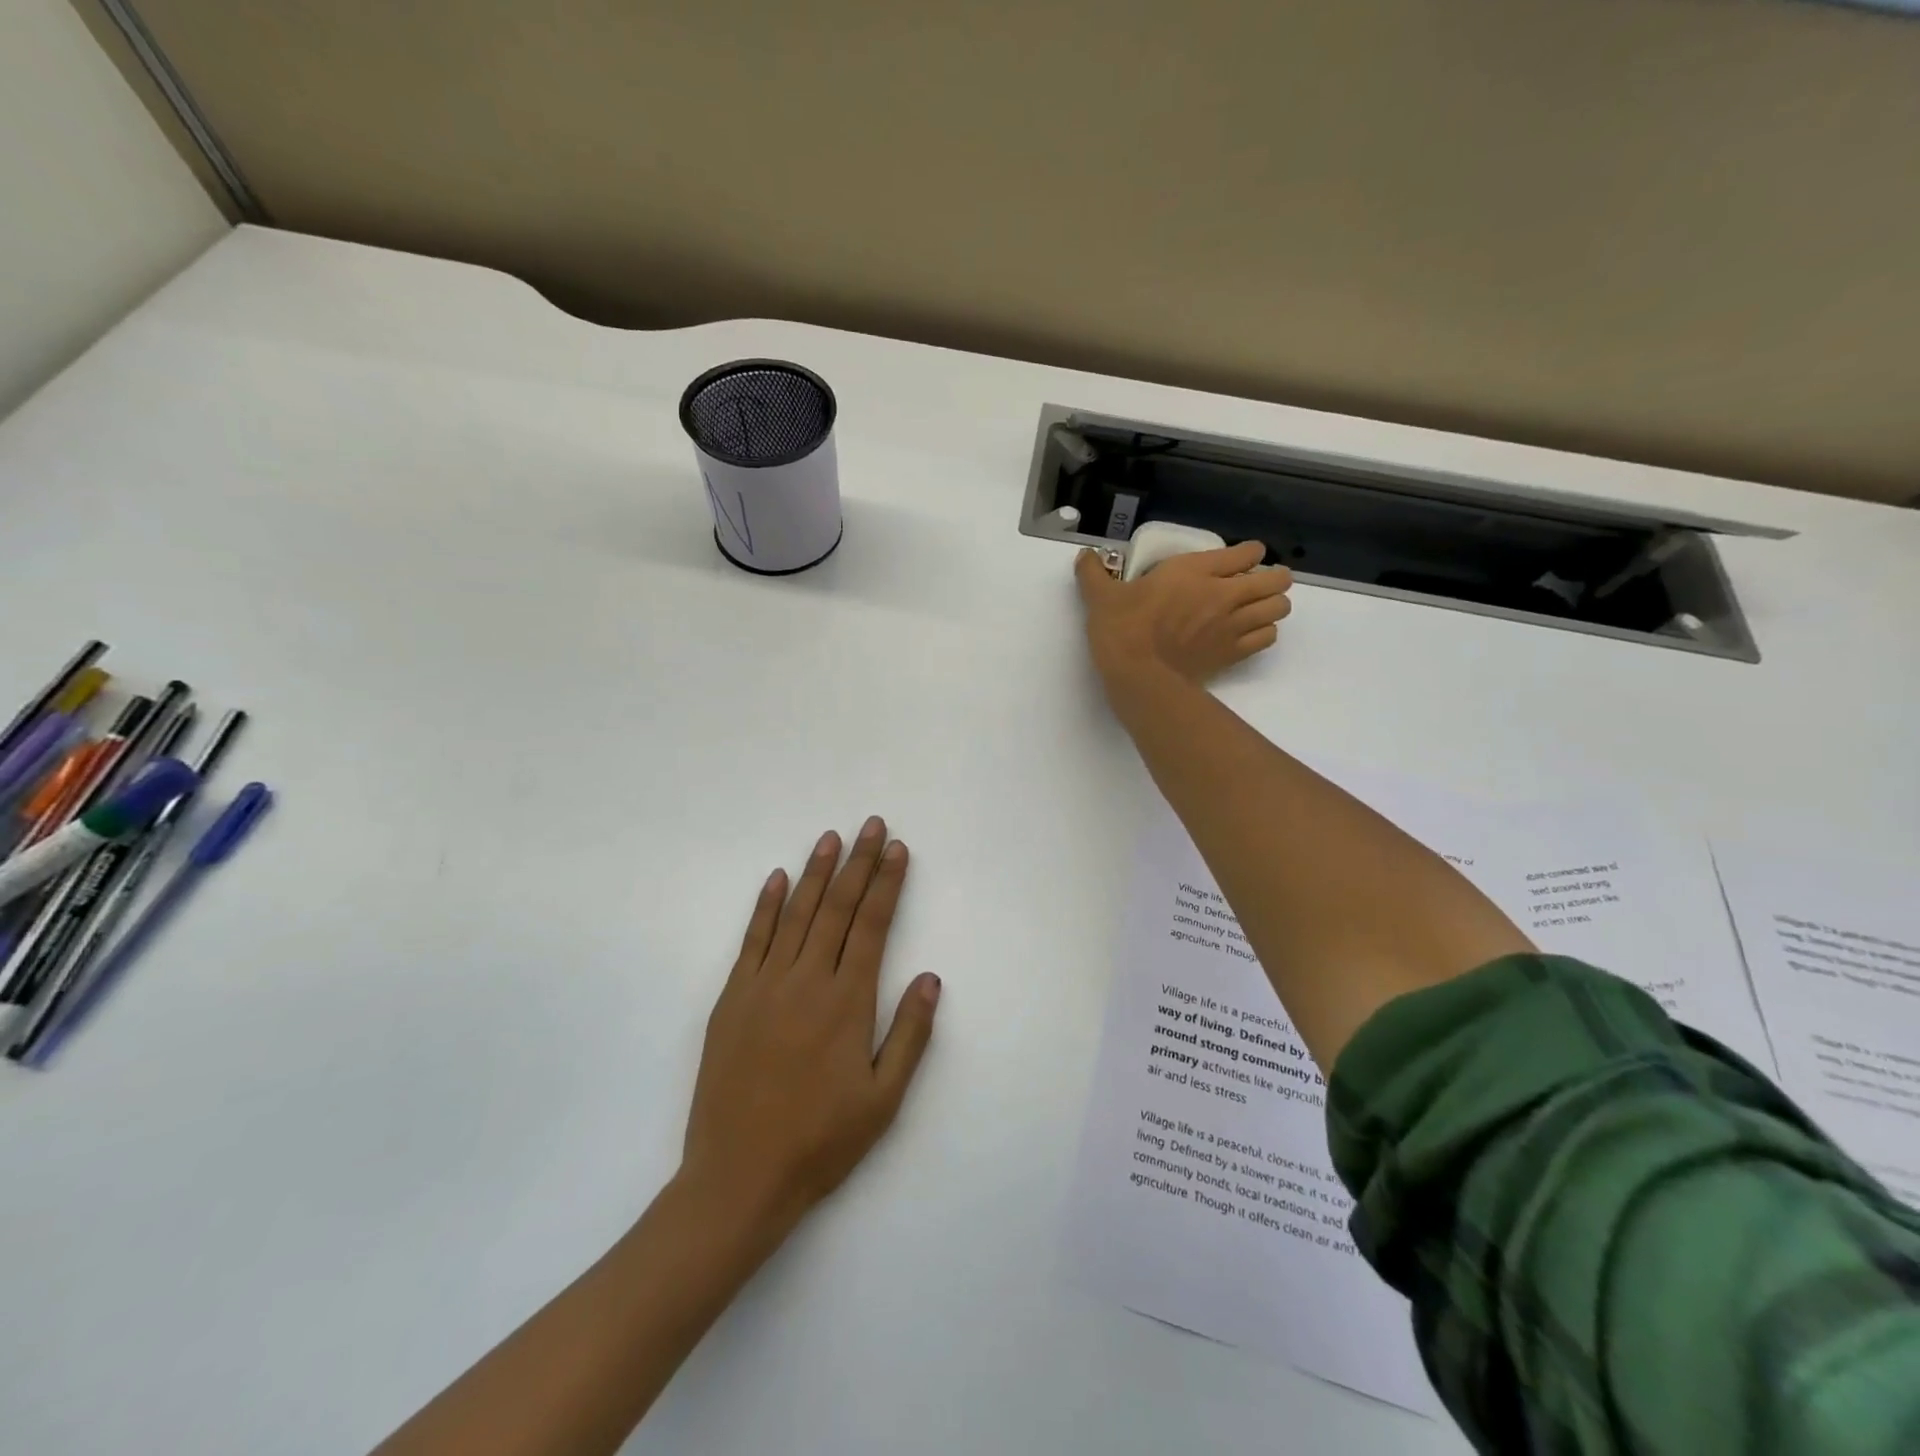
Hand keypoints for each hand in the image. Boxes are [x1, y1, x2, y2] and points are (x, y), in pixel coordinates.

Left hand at [680, 817, 939, 1237]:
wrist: (739, 1177)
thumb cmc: (821, 1141)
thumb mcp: (883, 1099)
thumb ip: (909, 1034)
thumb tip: (930, 977)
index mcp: (848, 1002)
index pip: (874, 925)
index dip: (888, 883)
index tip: (898, 849)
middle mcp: (807, 981)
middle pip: (839, 908)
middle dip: (859, 862)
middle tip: (872, 825)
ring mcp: (765, 985)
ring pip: (797, 914)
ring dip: (817, 872)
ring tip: (832, 837)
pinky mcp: (733, 998)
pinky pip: (753, 940)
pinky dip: (766, 905)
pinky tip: (778, 878)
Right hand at [1075, 542, 1291, 699]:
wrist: (1139, 676)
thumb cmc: (1123, 630)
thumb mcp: (1101, 597)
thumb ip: (1093, 573)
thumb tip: (1084, 555)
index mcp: (1195, 571)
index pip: (1247, 552)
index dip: (1250, 553)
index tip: (1241, 558)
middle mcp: (1224, 594)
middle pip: (1275, 580)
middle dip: (1273, 578)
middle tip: (1257, 583)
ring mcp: (1233, 625)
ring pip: (1278, 608)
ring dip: (1273, 605)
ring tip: (1258, 608)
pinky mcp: (1233, 653)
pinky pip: (1267, 637)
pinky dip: (1265, 632)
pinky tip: (1250, 634)